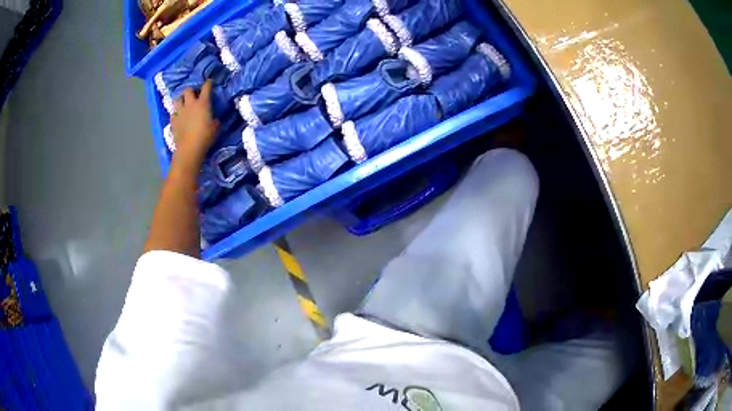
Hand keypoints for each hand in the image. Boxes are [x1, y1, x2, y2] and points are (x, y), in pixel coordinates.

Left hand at [170, 80, 218, 165]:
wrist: (189, 149)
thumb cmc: (206, 136)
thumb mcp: (216, 127)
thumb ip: (214, 119)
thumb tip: (214, 119)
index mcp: (203, 103)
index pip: (206, 87)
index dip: (209, 83)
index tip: (210, 82)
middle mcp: (190, 104)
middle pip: (187, 90)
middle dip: (190, 90)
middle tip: (194, 95)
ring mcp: (180, 112)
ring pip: (177, 99)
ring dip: (180, 100)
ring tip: (183, 104)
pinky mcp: (173, 122)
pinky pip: (172, 114)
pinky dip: (175, 114)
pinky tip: (178, 117)